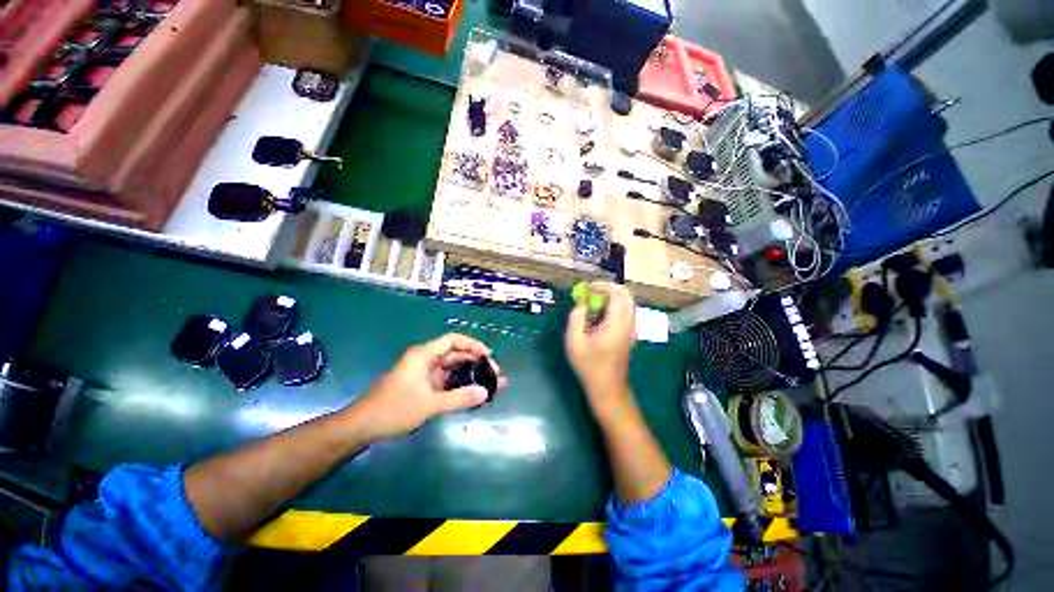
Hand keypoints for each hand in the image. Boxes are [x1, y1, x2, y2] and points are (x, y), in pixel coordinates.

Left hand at [351, 333, 505, 439]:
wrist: (361, 427)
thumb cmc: (393, 409)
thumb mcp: (428, 404)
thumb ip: (458, 398)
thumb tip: (485, 393)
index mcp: (424, 355)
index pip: (453, 340)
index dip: (473, 344)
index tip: (488, 355)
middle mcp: (426, 360)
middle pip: (456, 354)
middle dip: (476, 362)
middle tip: (495, 374)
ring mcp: (424, 374)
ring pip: (452, 369)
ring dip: (470, 375)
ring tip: (490, 384)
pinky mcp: (423, 387)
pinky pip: (446, 381)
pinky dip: (460, 385)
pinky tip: (472, 393)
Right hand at [565, 282, 635, 402]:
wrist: (607, 388)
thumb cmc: (589, 366)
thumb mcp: (575, 342)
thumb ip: (576, 318)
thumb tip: (581, 303)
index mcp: (616, 324)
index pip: (618, 293)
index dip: (603, 286)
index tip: (587, 288)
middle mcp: (628, 323)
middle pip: (626, 295)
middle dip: (608, 289)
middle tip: (590, 294)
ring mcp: (631, 329)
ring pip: (626, 303)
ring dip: (611, 298)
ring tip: (592, 304)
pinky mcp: (629, 334)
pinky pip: (625, 312)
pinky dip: (613, 307)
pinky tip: (598, 316)